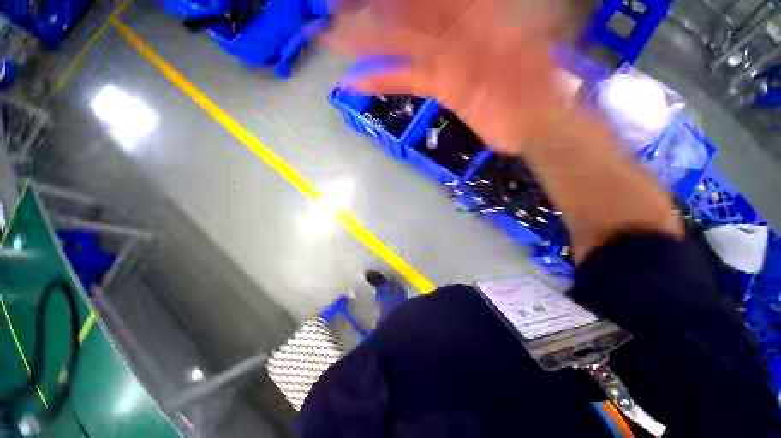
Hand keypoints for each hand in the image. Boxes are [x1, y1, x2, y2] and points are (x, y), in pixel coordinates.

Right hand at [322, 0, 563, 154]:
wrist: (532, 119)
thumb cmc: (536, 80)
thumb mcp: (526, 30)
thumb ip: (499, 9)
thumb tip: (462, 2)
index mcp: (474, 10)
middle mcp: (454, 27)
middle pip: (405, 11)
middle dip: (369, 10)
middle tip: (333, 10)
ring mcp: (444, 58)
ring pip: (399, 43)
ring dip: (366, 42)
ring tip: (334, 41)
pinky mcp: (440, 86)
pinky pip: (406, 78)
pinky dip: (383, 79)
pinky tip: (359, 81)